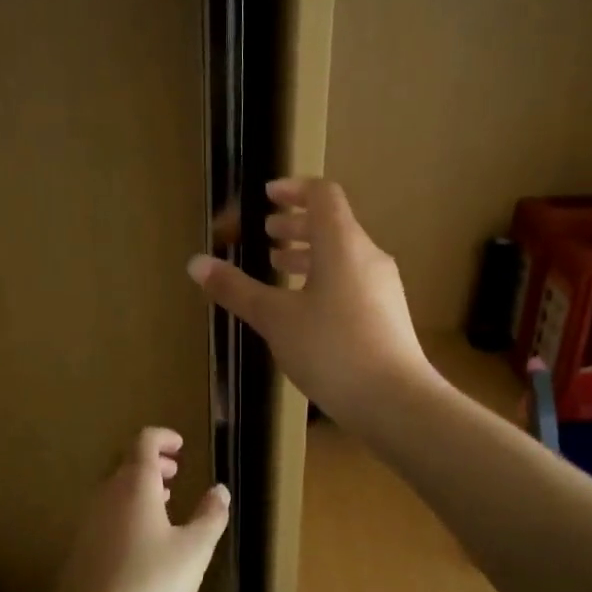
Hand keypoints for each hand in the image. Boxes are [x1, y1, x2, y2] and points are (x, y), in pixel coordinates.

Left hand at [48, 429, 229, 591]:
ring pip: (114, 490)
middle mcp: (106, 495)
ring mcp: (88, 523)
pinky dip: (126, 511)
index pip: (143, 442)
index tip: (181, 446)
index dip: (163, 437)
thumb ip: (210, 517)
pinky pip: (106, 515)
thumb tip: (220, 490)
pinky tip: (142, 542)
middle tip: (176, 473)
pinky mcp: (79, 550)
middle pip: (126, 464)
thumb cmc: (150, 586)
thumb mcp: (193, 552)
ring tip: (164, 504)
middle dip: (153, 463)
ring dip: (139, 488)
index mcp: (134, 486)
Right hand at [186, 177, 432, 426]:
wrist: (395, 402)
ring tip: (276, 268)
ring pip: (341, 255)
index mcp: (342, 243)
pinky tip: (302, 309)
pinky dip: (322, 279)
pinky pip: (350, 280)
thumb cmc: (331, 349)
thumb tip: (196, 262)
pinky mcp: (386, 315)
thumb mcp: (275, 318)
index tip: (265, 197)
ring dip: (308, 255)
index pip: (322, 194)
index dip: (292, 189)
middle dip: (294, 226)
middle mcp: (367, 256)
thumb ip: (236, 289)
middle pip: (332, 224)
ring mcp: (382, 287)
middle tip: (263, 237)